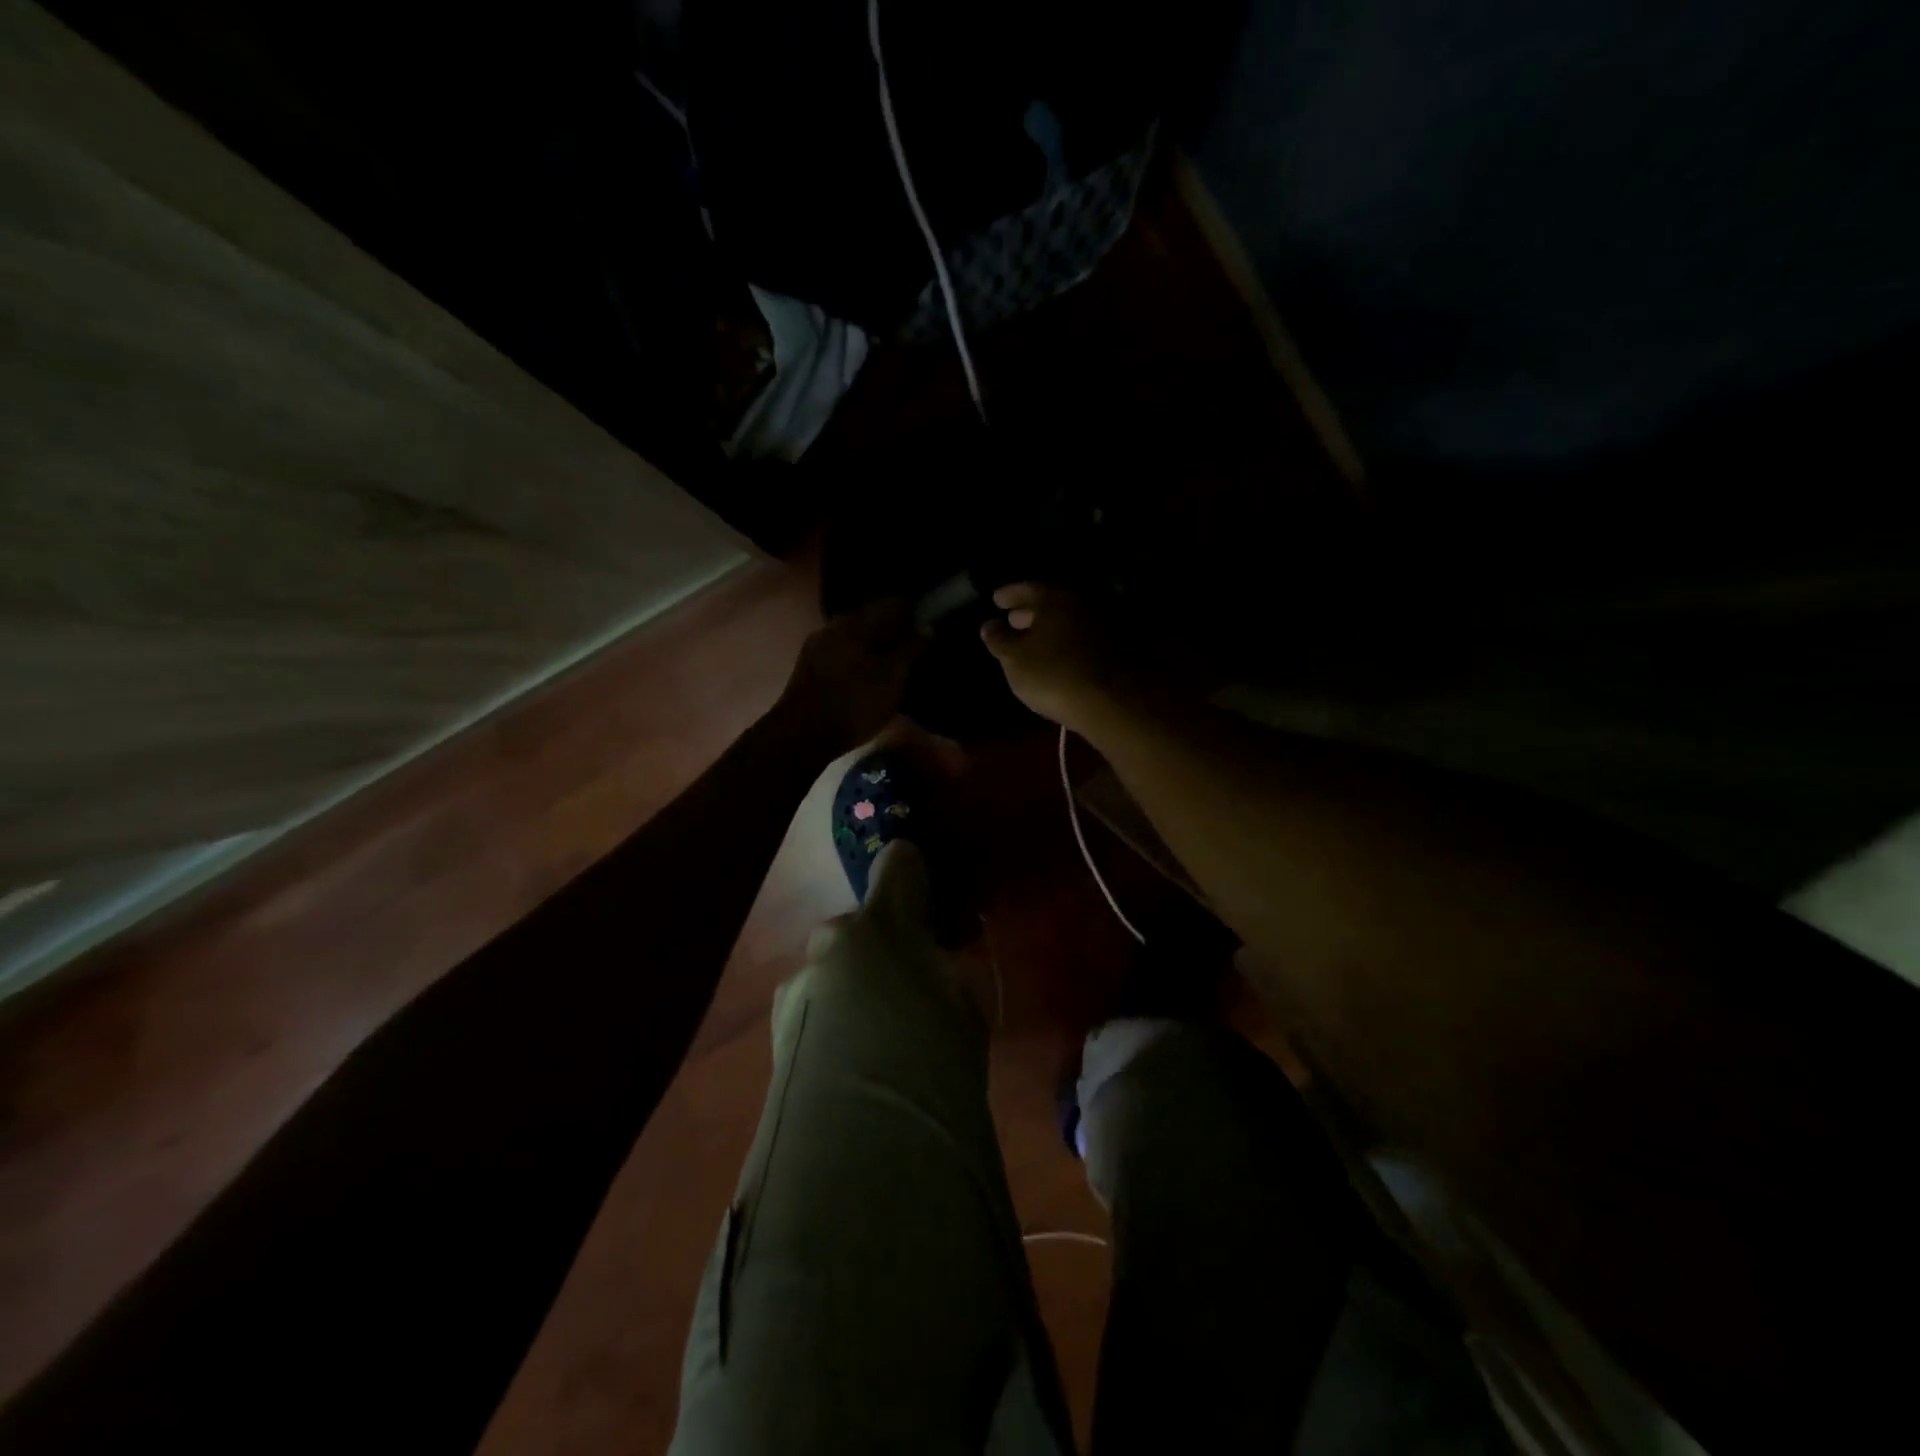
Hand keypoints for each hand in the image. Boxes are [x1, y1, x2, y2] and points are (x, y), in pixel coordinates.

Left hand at [779, 599, 926, 755]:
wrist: (802, 735)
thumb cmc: (854, 705)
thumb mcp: (893, 679)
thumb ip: (911, 649)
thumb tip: (927, 626)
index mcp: (858, 622)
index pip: (893, 602)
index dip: (914, 611)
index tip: (929, 623)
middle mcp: (836, 624)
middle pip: (872, 616)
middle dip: (893, 627)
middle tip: (914, 644)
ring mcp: (819, 643)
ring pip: (855, 634)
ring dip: (874, 642)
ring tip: (892, 660)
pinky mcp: (809, 664)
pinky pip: (842, 649)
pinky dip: (858, 655)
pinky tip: (867, 671)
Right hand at [980, 583, 1127, 734]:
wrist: (1106, 703)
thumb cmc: (1051, 675)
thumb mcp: (1013, 659)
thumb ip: (998, 639)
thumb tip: (989, 625)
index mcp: (1054, 599)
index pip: (1026, 588)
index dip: (1008, 594)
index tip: (996, 599)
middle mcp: (1079, 605)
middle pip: (1050, 603)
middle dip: (1028, 611)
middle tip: (1011, 619)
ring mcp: (1098, 627)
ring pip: (1065, 621)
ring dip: (1046, 628)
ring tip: (1029, 640)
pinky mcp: (1110, 650)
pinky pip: (1077, 638)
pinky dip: (1061, 642)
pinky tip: (1052, 656)